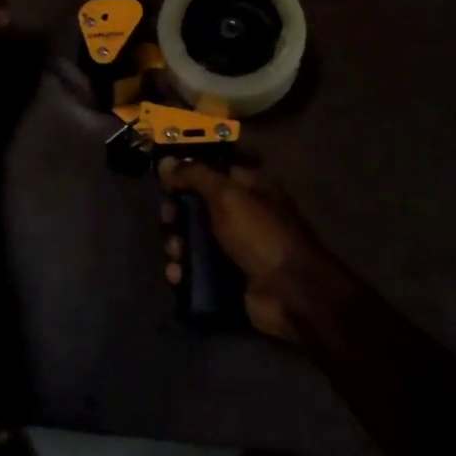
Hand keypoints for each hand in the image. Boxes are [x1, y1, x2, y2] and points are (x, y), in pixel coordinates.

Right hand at [156, 160, 343, 342]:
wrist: (290, 293)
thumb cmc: (260, 235)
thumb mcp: (227, 196)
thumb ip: (195, 175)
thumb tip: (166, 161)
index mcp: (248, 188)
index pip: (211, 173)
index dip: (187, 175)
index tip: (165, 184)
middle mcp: (241, 215)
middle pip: (198, 208)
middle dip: (177, 215)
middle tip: (168, 222)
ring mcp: (234, 249)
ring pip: (194, 241)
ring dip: (177, 245)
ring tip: (175, 255)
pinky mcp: (228, 278)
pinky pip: (197, 270)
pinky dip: (183, 272)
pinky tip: (177, 276)